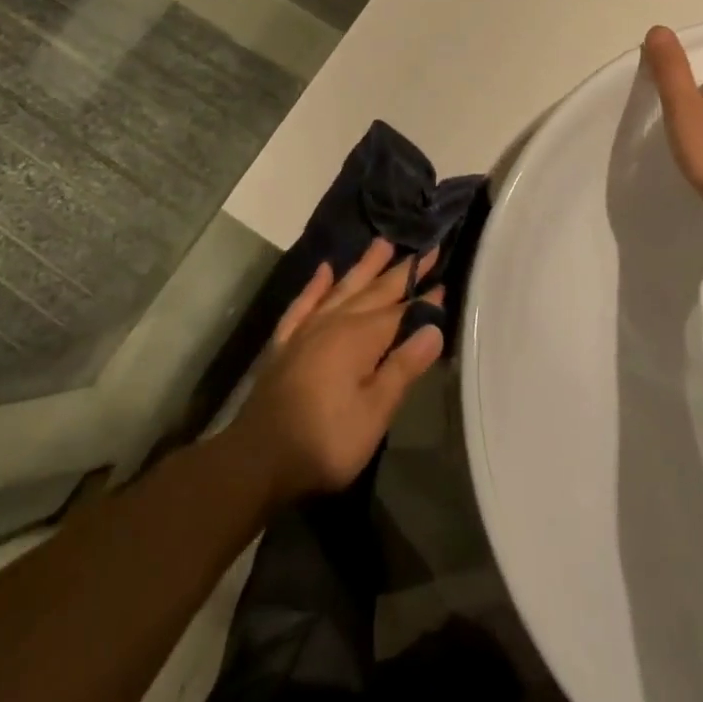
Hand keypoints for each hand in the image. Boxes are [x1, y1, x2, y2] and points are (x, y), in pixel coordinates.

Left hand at [227, 240, 444, 504]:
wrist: (258, 458)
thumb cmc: (325, 440)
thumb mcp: (374, 413)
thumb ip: (402, 368)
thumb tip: (433, 328)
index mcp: (360, 337)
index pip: (400, 312)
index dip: (423, 299)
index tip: (444, 281)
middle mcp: (334, 322)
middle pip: (374, 291)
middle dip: (401, 271)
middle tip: (426, 249)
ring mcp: (307, 330)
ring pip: (342, 288)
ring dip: (363, 267)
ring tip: (382, 243)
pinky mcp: (286, 343)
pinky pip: (304, 303)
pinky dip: (315, 286)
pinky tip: (324, 270)